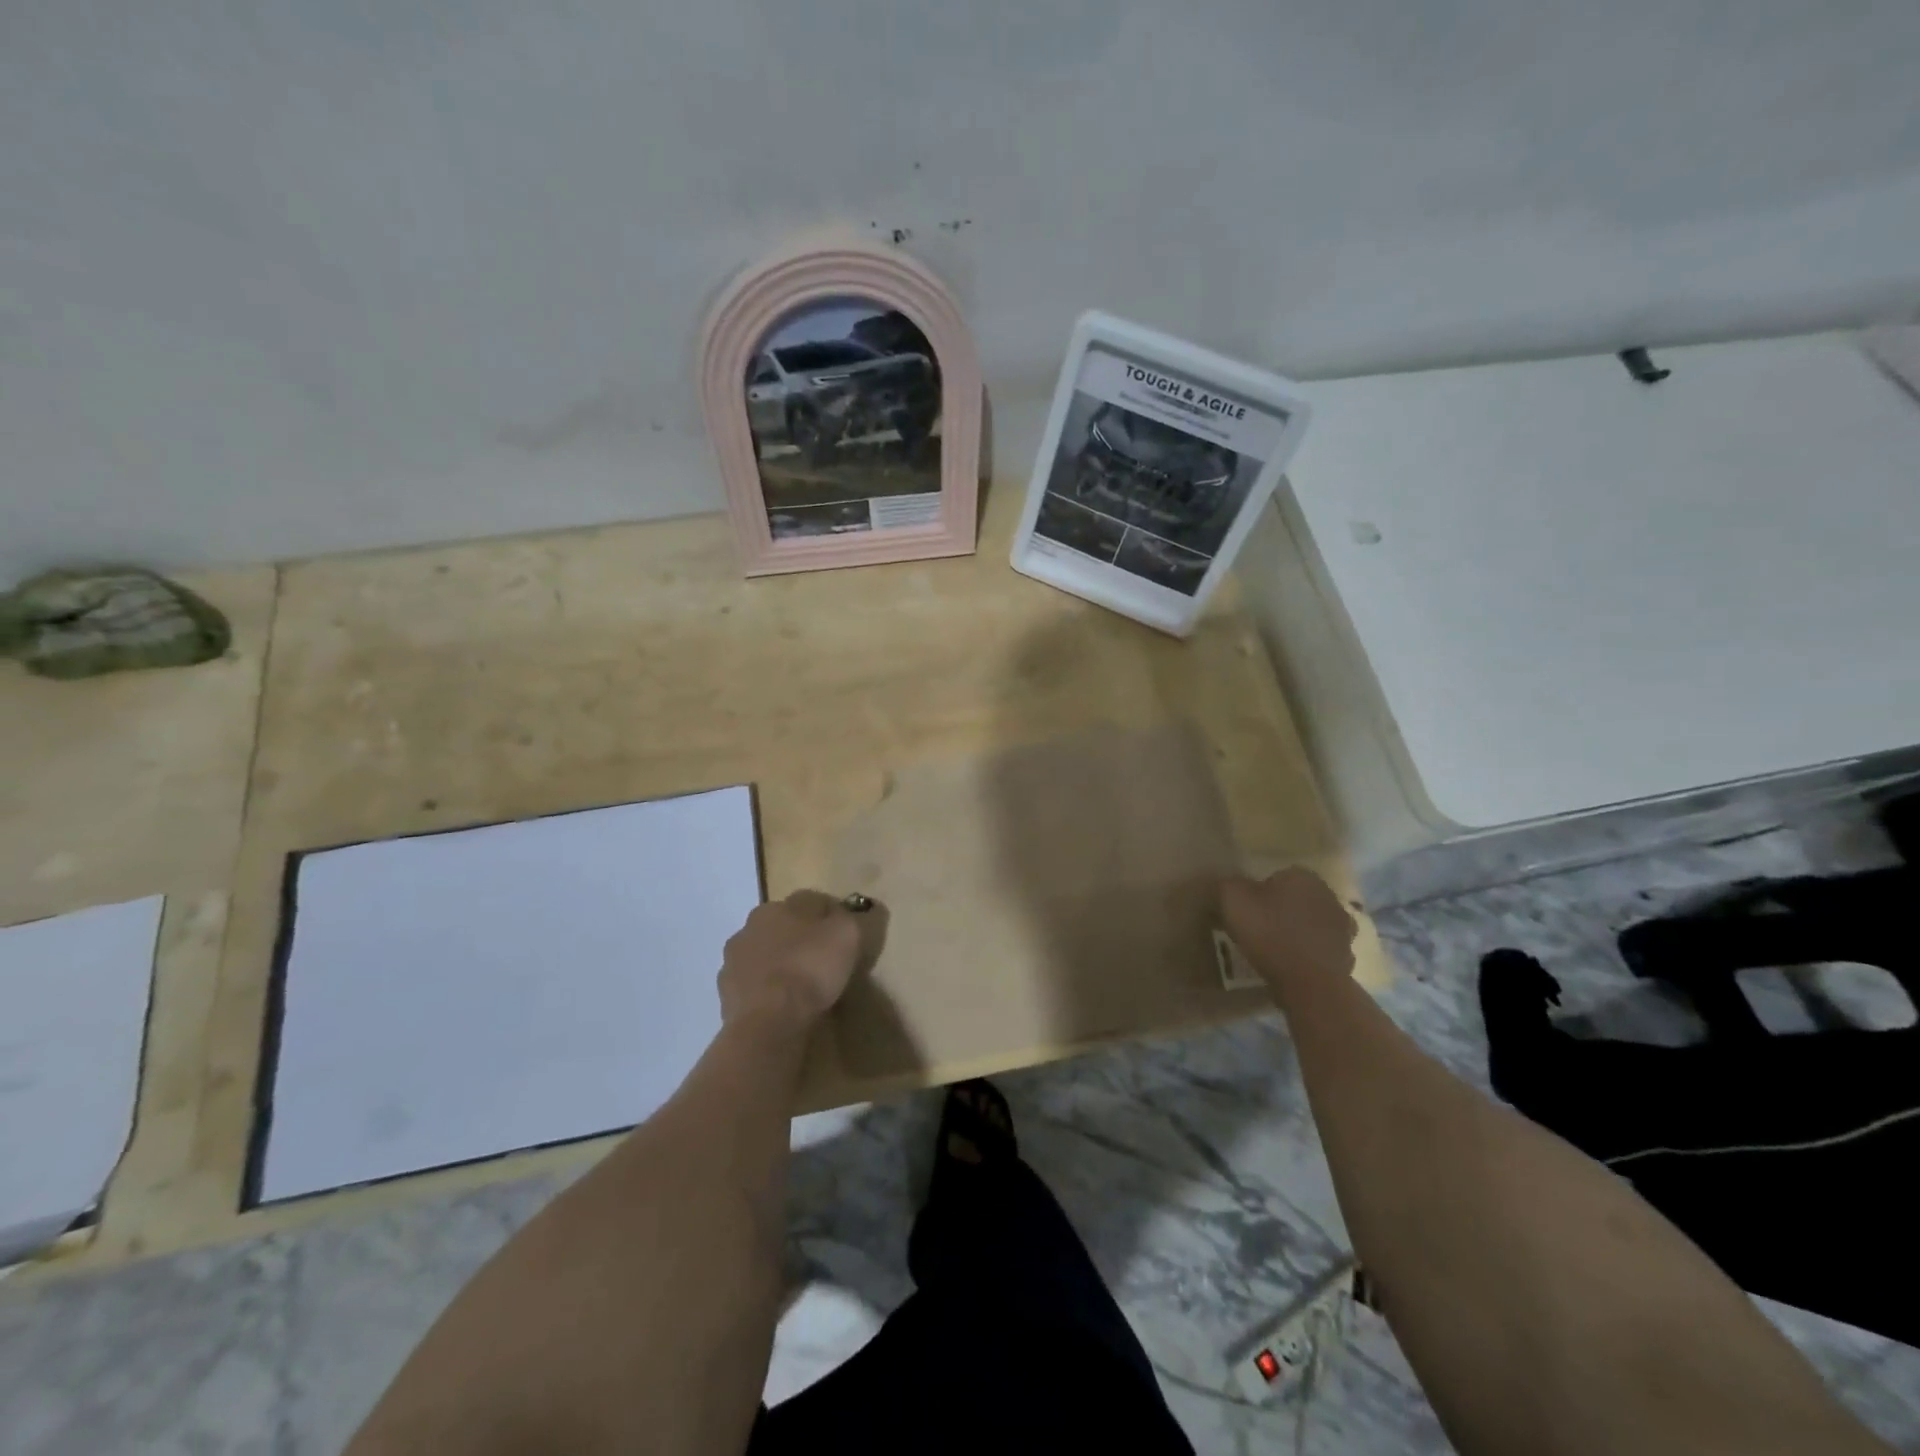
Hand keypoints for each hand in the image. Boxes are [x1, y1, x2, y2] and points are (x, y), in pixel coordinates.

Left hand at [718, 890, 876, 1027]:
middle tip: (821, 960)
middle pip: (783, 926)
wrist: (768, 1021)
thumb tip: (842, 915)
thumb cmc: (810, 969)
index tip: (844, 936)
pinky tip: (781, 1004)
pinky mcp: (726, 992)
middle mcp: (750, 925)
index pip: (810, 902)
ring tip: (800, 986)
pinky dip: (765, 989)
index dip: (830, 916)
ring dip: (779, 963)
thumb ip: (847, 918)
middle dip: (800, 938)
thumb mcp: (846, 935)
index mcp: (777, 906)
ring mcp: (733, 959)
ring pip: (765, 954)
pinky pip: (753, 984)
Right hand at [1219, 867, 1356, 993]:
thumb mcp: (1232, 898)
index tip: (1246, 911)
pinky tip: (1291, 967)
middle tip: (1257, 929)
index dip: (1259, 892)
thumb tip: (1230, 885)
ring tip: (1273, 950)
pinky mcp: (1347, 956)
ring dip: (1297, 933)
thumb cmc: (1269, 932)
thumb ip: (1228, 884)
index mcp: (1302, 876)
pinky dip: (1308, 956)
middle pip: (1296, 899)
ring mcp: (1342, 928)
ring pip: (1311, 924)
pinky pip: (1320, 950)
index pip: (1277, 876)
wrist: (1309, 982)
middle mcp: (1328, 895)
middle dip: (1280, 910)